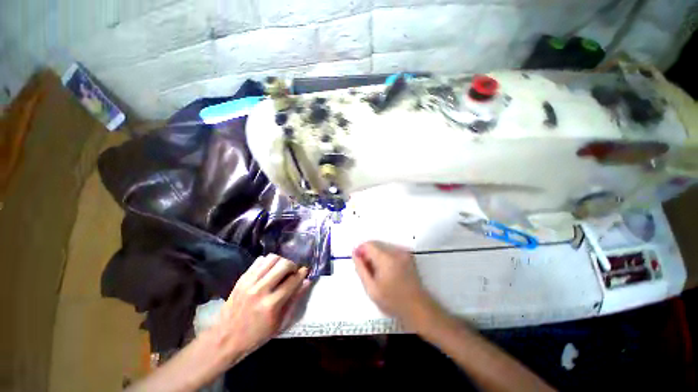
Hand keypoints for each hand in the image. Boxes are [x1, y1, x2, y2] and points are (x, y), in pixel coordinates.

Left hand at [211, 254, 310, 360]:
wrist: (225, 338)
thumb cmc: (257, 335)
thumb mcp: (280, 323)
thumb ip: (295, 300)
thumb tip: (307, 281)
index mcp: (272, 304)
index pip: (293, 280)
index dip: (302, 273)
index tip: (305, 271)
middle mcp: (261, 290)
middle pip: (284, 264)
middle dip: (293, 265)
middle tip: (292, 272)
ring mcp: (250, 282)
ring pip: (272, 258)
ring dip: (281, 261)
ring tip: (281, 270)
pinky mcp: (242, 278)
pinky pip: (260, 260)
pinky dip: (268, 262)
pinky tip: (269, 270)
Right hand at [353, 241, 439, 330]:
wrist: (418, 308)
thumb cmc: (393, 301)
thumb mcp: (372, 289)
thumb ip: (361, 269)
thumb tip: (355, 254)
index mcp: (386, 258)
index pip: (369, 245)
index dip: (360, 251)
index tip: (359, 261)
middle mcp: (396, 252)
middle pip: (376, 245)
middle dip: (368, 254)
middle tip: (368, 271)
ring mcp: (404, 253)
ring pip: (383, 248)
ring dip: (377, 256)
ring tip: (378, 273)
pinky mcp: (408, 256)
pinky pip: (391, 251)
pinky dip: (385, 258)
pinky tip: (387, 272)